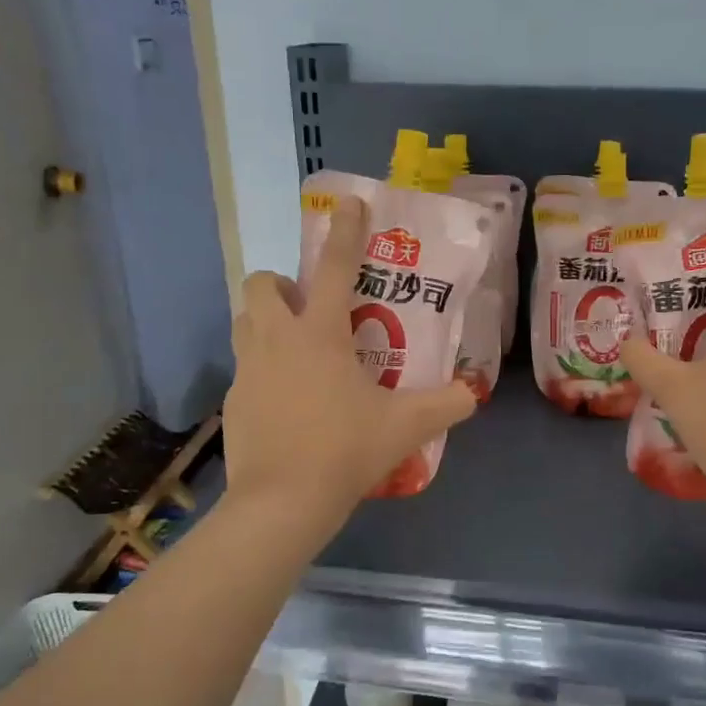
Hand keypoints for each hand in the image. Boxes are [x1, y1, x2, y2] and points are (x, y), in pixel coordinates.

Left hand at [223, 196, 476, 528]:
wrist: (282, 503)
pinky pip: (243, 368)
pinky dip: (262, 370)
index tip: (350, 203)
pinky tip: (285, 401)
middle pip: (262, 283)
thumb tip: (473, 392)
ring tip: (296, 348)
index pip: (337, 268)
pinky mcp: (232, 401)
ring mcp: (247, 370)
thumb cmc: (345, 451)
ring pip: (244, 320)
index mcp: (320, 334)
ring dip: (266, 319)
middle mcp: (276, 340)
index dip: (347, 231)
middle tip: (311, 308)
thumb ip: (447, 405)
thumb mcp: (407, 427)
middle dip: (283, 283)